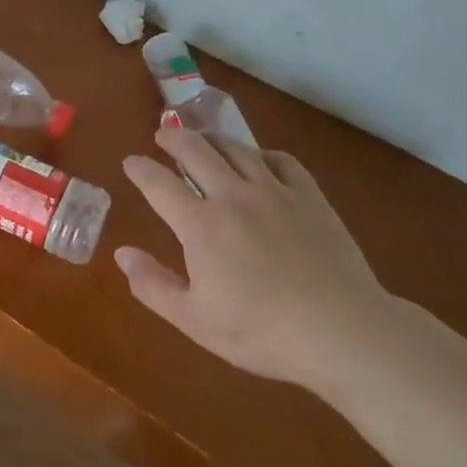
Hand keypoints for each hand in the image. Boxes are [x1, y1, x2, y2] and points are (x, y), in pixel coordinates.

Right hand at [116, 128, 395, 392]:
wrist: (343, 332)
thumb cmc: (262, 331)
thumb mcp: (195, 320)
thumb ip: (153, 285)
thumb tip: (122, 254)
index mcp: (200, 224)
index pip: (158, 183)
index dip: (140, 169)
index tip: (131, 162)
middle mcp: (233, 195)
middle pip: (196, 150)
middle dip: (174, 138)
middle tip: (164, 134)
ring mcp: (274, 191)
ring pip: (236, 148)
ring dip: (212, 138)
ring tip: (203, 138)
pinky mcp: (310, 197)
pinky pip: (281, 160)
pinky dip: (261, 153)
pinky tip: (259, 159)